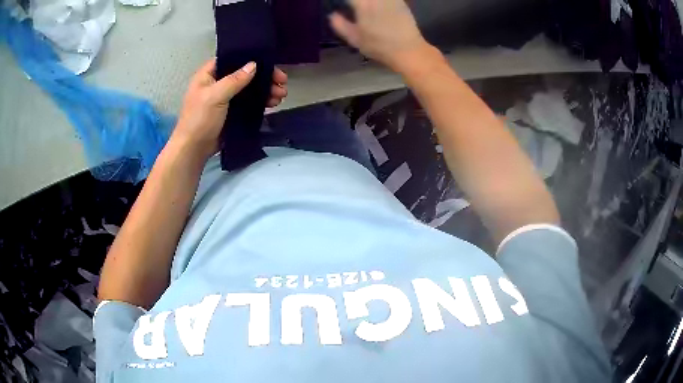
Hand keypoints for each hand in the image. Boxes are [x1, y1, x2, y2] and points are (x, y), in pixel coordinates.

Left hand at [172, 59, 288, 158]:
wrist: (194, 149)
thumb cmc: (199, 119)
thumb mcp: (215, 96)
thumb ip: (235, 80)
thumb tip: (254, 65)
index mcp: (209, 74)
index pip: (232, 59)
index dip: (249, 58)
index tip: (268, 61)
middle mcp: (218, 83)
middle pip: (244, 74)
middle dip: (264, 77)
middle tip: (282, 81)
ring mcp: (225, 98)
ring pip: (249, 89)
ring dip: (266, 90)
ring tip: (282, 94)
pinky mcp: (232, 112)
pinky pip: (249, 102)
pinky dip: (261, 102)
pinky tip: (273, 103)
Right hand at [329, 0, 429, 72]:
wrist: (408, 50)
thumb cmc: (379, 46)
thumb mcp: (354, 39)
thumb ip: (340, 24)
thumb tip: (332, 14)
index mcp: (362, 5)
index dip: (346, 1)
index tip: (343, 4)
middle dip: (356, 1)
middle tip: (353, 5)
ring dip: (367, 1)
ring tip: (364, 5)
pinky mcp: (400, 1)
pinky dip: (380, 2)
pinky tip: (378, 6)